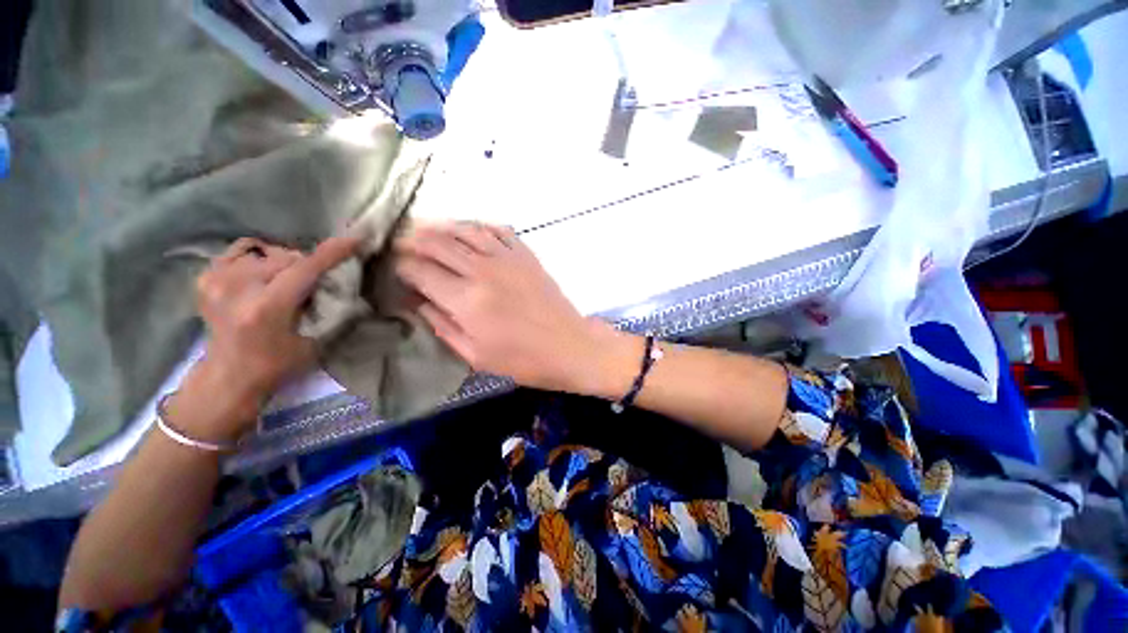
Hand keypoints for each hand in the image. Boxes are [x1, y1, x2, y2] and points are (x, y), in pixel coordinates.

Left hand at [173, 236, 358, 441]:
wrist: (228, 376)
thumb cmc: (277, 365)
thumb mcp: (315, 343)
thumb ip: (330, 310)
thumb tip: (345, 282)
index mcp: (266, 308)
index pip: (305, 268)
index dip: (332, 252)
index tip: (355, 238)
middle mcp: (237, 288)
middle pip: (287, 257)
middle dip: (309, 265)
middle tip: (316, 283)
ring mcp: (217, 280)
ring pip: (268, 252)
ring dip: (287, 263)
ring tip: (289, 281)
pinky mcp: (206, 278)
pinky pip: (241, 250)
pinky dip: (260, 256)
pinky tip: (266, 271)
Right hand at [394, 222, 635, 394]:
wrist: (569, 345)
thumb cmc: (523, 359)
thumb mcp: (475, 356)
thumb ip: (442, 326)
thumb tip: (418, 302)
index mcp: (466, 300)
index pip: (419, 271)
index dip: (401, 268)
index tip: (394, 271)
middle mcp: (483, 270)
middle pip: (437, 242)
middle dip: (411, 240)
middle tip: (399, 243)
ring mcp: (507, 258)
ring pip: (464, 229)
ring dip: (439, 226)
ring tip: (423, 228)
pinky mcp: (525, 254)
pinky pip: (496, 229)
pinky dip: (477, 225)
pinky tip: (467, 229)